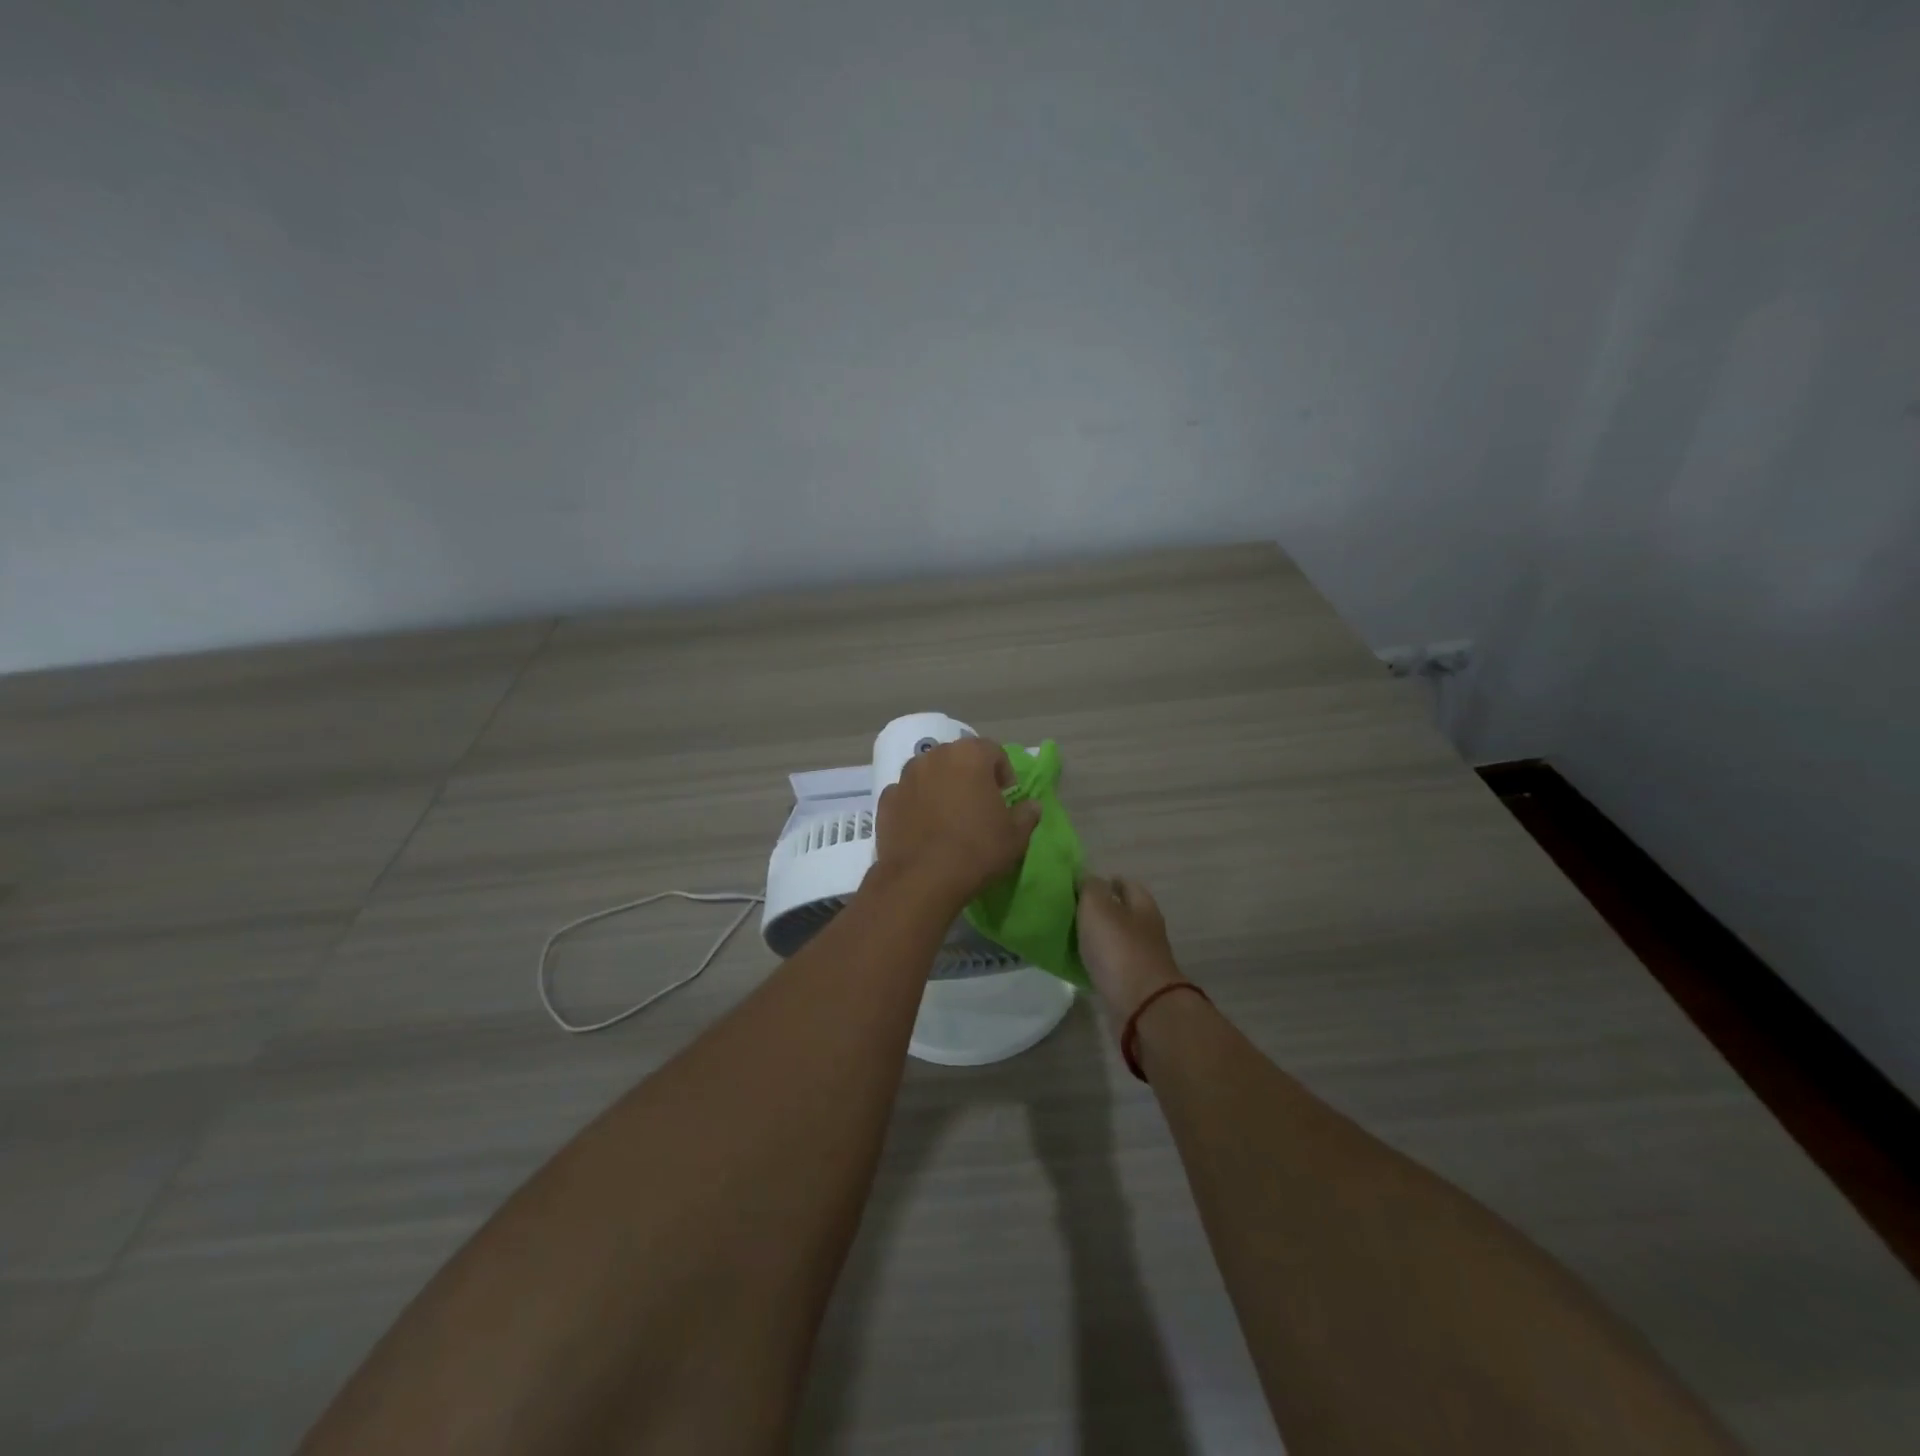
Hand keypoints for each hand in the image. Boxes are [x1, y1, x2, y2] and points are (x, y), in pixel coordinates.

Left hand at [874, 737, 1041, 908]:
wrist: (922, 879)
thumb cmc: (976, 849)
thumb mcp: (1016, 836)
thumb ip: (1027, 814)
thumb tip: (1031, 805)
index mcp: (969, 755)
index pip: (994, 751)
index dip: (1004, 774)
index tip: (1006, 800)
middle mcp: (934, 756)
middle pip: (959, 758)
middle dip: (971, 776)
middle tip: (979, 806)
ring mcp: (905, 776)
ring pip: (930, 774)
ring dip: (942, 787)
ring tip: (949, 817)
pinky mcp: (886, 799)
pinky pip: (908, 795)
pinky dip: (917, 805)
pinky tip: (924, 829)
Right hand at [1076, 875, 1187, 1028]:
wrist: (1142, 1007)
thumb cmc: (1119, 949)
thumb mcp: (1098, 908)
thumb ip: (1090, 888)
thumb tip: (1086, 877)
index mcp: (1142, 906)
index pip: (1125, 884)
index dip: (1104, 881)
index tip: (1079, 886)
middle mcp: (1147, 929)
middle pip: (1123, 912)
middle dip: (1100, 910)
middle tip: (1070, 910)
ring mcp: (1143, 958)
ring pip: (1116, 939)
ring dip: (1098, 937)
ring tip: (1070, 936)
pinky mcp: (1135, 984)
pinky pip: (1112, 965)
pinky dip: (1099, 962)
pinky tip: (1080, 963)